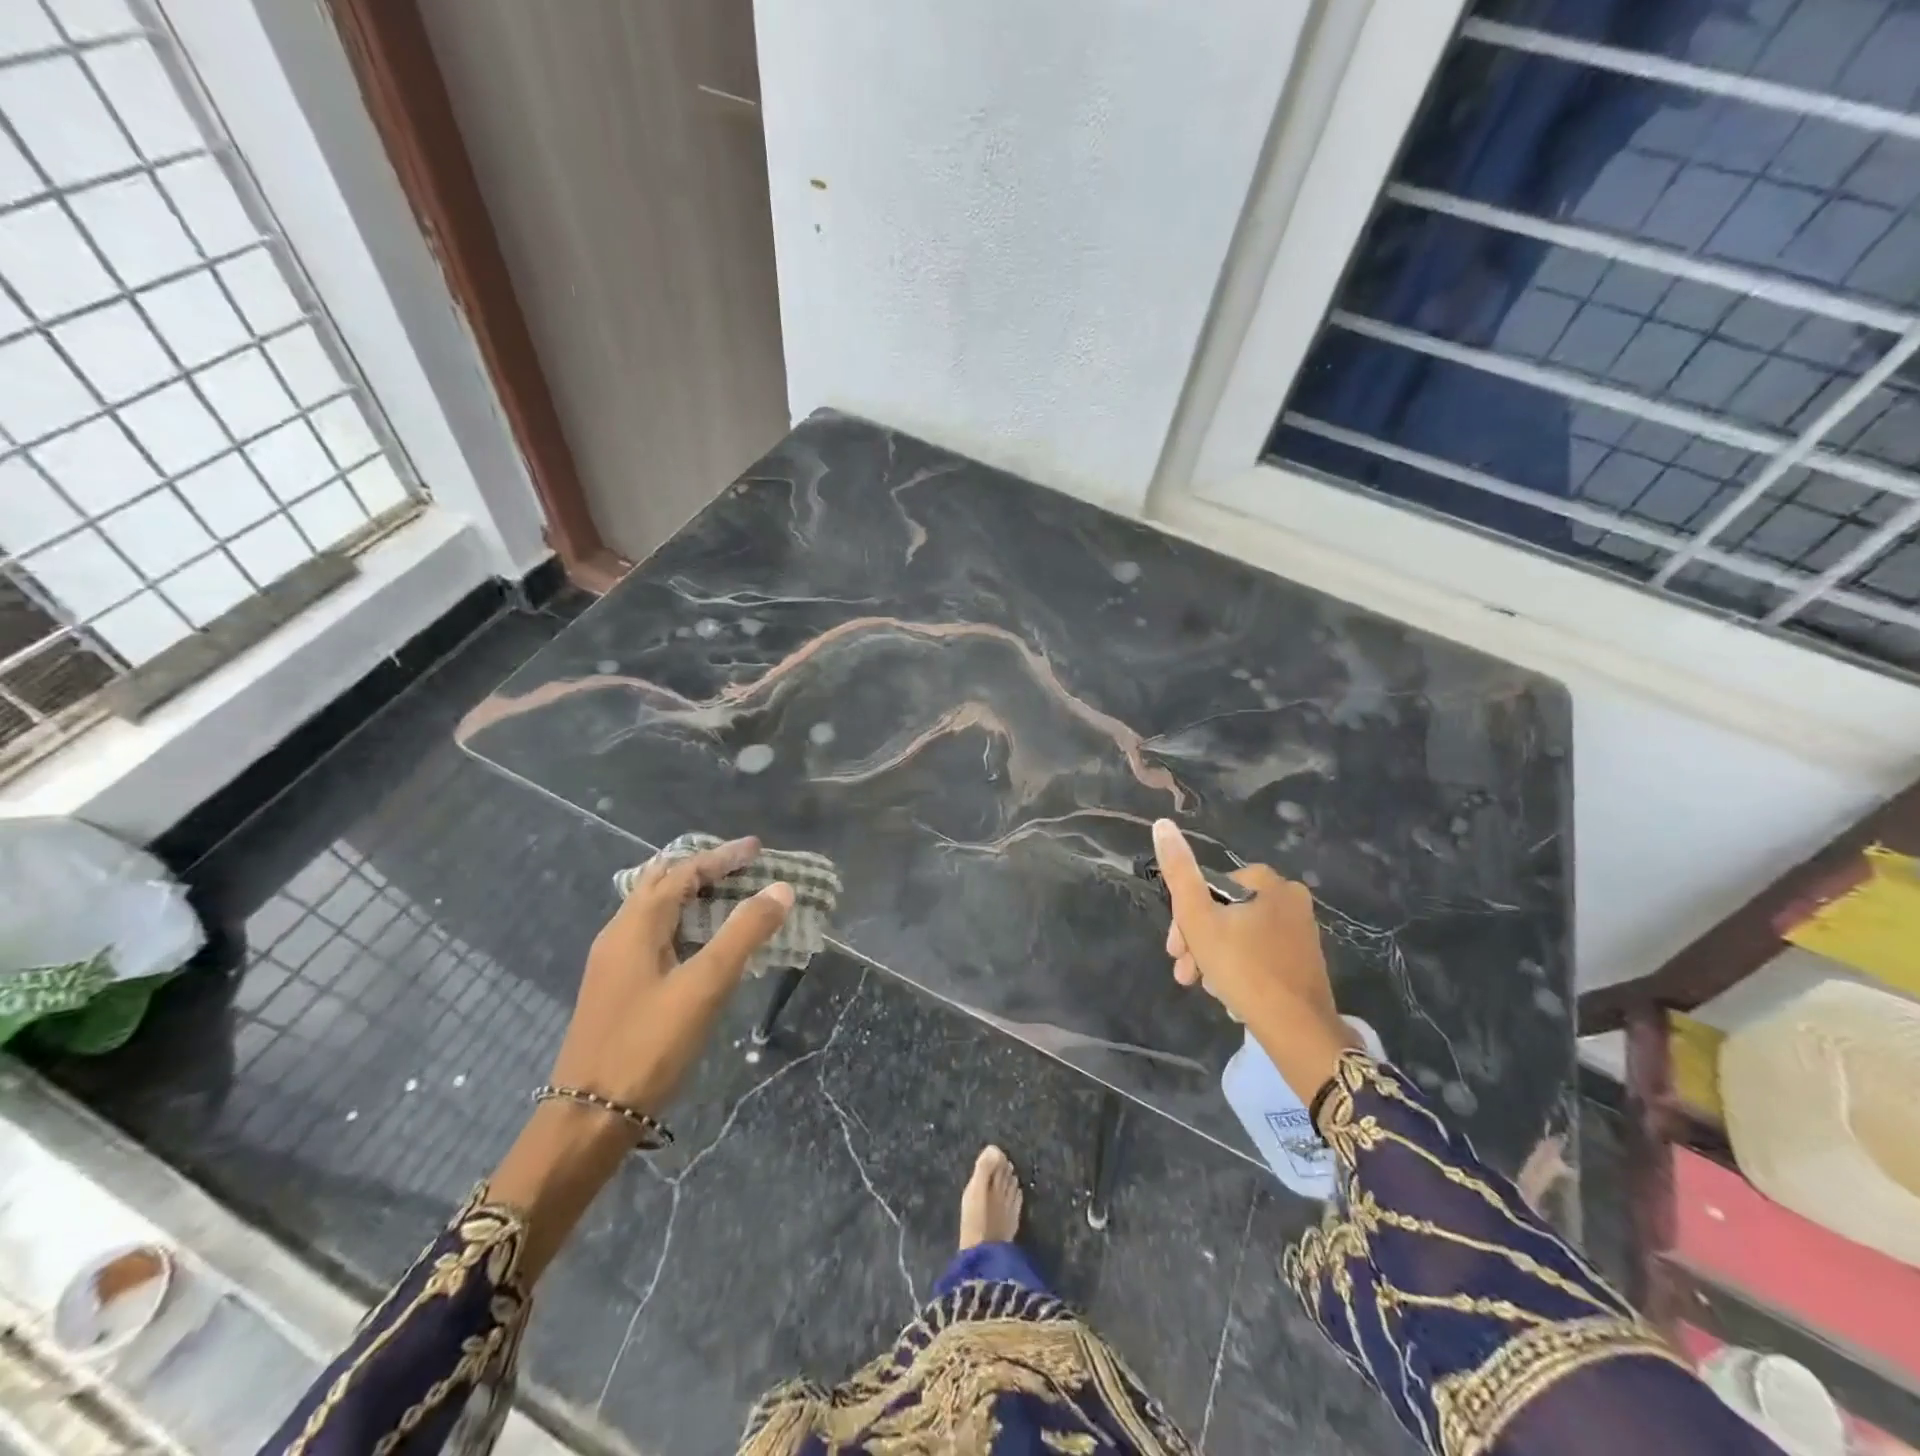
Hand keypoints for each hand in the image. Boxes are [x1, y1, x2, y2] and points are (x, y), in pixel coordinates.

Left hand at [549, 835, 793, 1112]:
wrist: (589, 1117)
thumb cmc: (649, 1044)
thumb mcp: (706, 985)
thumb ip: (744, 933)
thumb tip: (780, 889)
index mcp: (636, 926)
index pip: (682, 872)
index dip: (721, 857)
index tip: (757, 849)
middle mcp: (618, 934)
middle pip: (661, 883)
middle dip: (702, 868)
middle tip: (742, 867)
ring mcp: (613, 963)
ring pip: (654, 910)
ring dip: (691, 895)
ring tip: (728, 896)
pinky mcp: (616, 987)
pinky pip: (652, 934)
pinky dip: (682, 922)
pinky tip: (700, 944)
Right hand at [1152, 819, 1357, 1102]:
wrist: (1298, 1031)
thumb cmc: (1243, 968)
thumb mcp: (1198, 918)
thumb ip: (1178, 871)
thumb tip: (1162, 824)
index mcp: (1268, 882)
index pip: (1209, 888)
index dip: (1185, 918)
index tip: (1174, 949)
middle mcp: (1290, 899)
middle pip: (1225, 913)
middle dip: (1198, 943)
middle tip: (1185, 974)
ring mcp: (1301, 931)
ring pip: (1239, 936)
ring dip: (1214, 959)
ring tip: (1207, 989)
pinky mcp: (1305, 960)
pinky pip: (1260, 955)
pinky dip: (1240, 970)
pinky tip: (1231, 995)